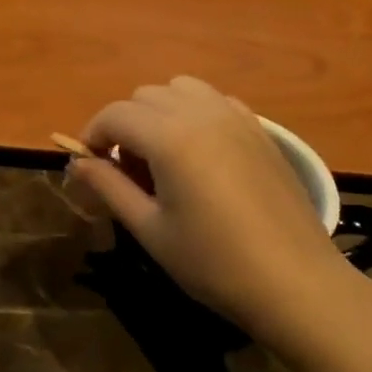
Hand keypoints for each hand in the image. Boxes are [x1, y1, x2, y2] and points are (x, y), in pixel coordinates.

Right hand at [68, 77, 354, 337]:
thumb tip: (76, 164)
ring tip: (161, 156)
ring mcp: (237, 117)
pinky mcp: (261, 130)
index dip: (92, 135)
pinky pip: (215, 101)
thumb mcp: (150, 229)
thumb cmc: (213, 263)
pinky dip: (194, 113)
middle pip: (145, 96)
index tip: (89, 166)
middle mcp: (202, 113)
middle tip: (125, 169)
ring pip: (181, 89)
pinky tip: (199, 154)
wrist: (295, 282)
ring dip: (159, 112)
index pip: (115, 114)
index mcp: (170, 137)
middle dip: (124, 124)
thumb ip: (109, 188)